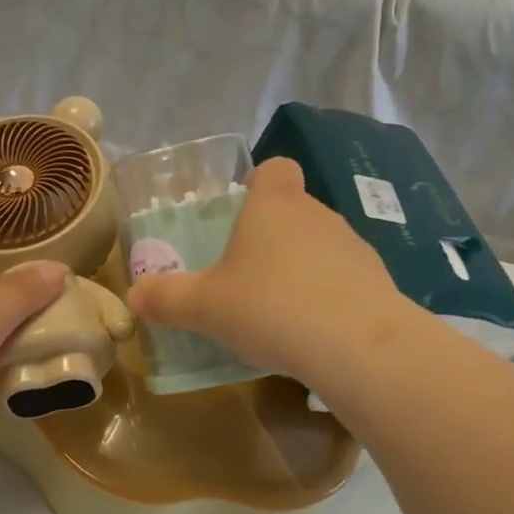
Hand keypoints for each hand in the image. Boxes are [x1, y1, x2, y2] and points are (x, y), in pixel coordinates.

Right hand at [126, 158, 402, 384]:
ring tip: (280, 310)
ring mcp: (353, 246)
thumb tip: (134, 295)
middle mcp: (317, 214)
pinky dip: (329, 296)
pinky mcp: (378, 282)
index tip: (243, 210)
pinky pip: (344, 280)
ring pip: (321, 245)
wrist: (357, 345)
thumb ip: (167, 298)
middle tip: (247, 273)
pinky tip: (314, 332)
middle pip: (295, 209)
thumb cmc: (271, 307)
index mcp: (274, 205)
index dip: (259, 183)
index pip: (275, 168)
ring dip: (302, 267)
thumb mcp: (205, 307)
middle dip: (273, 235)